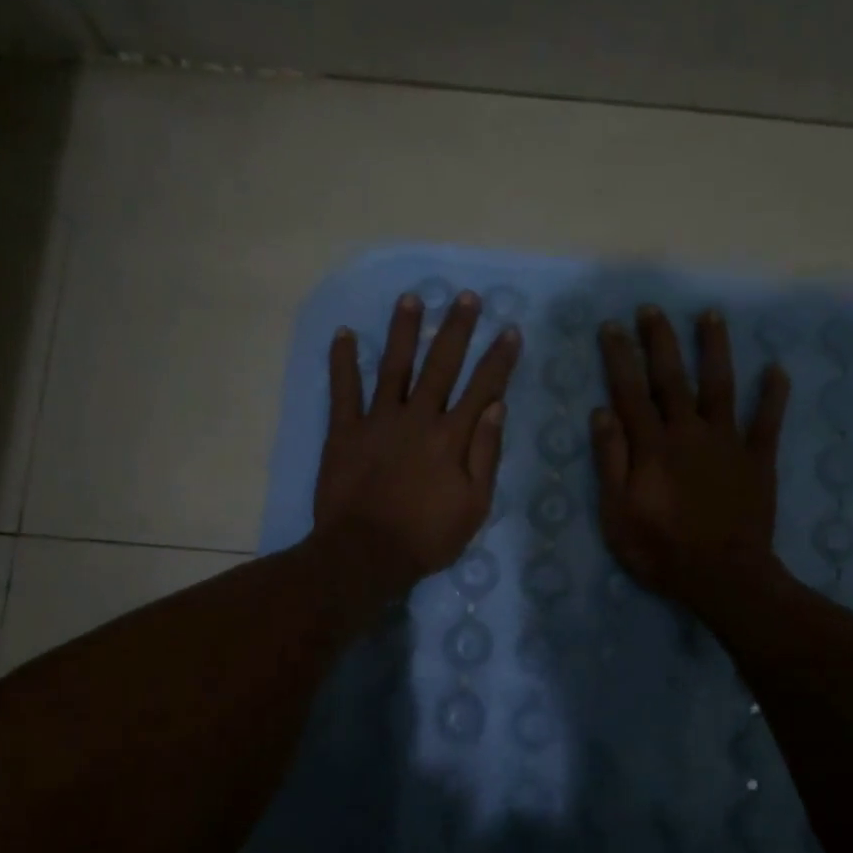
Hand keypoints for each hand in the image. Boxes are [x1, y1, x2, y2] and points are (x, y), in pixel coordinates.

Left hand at [313, 290, 520, 595]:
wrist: (365, 554)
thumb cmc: (427, 537)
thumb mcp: (474, 505)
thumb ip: (486, 454)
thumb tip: (497, 407)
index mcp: (452, 437)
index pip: (483, 387)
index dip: (499, 358)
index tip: (510, 330)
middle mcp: (418, 417)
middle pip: (441, 365)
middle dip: (456, 329)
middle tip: (466, 297)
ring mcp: (378, 420)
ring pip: (394, 366)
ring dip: (403, 331)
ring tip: (411, 299)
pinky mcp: (344, 430)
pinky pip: (343, 389)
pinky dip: (342, 361)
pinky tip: (343, 333)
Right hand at [592, 306, 790, 607]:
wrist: (724, 576)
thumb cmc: (661, 549)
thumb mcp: (617, 513)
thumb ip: (611, 461)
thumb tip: (601, 412)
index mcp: (653, 445)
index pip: (630, 391)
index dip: (619, 357)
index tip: (611, 327)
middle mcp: (690, 432)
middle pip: (673, 378)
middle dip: (661, 341)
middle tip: (652, 309)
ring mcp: (728, 443)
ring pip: (721, 386)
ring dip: (716, 349)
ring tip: (712, 316)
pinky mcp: (758, 460)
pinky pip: (767, 422)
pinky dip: (773, 395)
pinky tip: (777, 369)